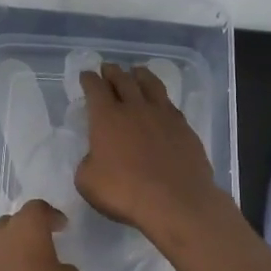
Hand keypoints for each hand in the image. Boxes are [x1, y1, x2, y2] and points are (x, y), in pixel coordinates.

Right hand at [75, 62, 222, 238]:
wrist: (176, 202)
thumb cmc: (124, 192)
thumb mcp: (88, 182)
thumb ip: (88, 162)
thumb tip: (95, 156)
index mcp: (107, 118)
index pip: (95, 89)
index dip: (89, 79)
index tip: (86, 75)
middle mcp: (135, 108)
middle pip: (123, 80)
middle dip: (112, 72)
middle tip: (108, 68)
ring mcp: (163, 115)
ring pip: (150, 85)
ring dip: (140, 75)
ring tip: (136, 72)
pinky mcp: (184, 127)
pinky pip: (169, 104)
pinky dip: (161, 98)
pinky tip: (161, 103)